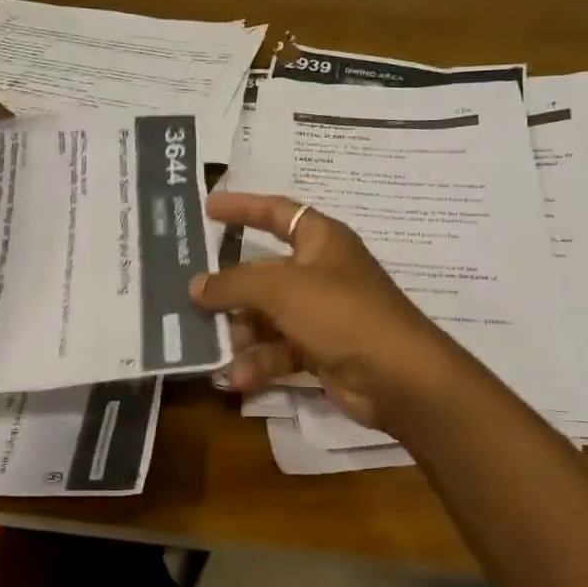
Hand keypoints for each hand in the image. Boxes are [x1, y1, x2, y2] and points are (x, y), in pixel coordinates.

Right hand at [188, 193, 469, 429]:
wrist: (398, 377)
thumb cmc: (341, 313)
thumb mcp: (281, 288)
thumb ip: (234, 283)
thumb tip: (196, 286)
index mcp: (321, 240)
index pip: (277, 212)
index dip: (243, 207)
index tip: (208, 207)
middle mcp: (321, 273)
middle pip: (263, 273)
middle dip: (230, 289)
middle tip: (188, 297)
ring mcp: (321, 314)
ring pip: (266, 317)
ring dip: (241, 334)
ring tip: (213, 349)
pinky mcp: (320, 351)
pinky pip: (279, 350)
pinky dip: (258, 363)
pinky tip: (238, 379)